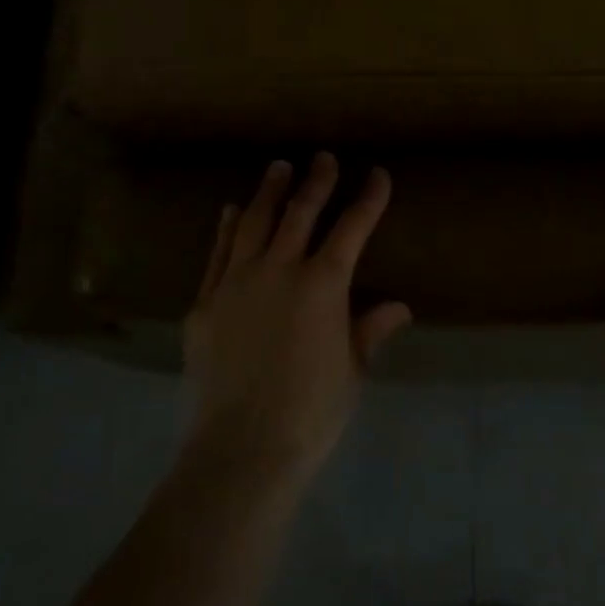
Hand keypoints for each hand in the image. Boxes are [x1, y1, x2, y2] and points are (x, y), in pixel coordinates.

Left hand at [180, 153, 410, 485]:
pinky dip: (228, 228)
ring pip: (256, 222)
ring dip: (270, 192)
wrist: (241, 447)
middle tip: (323, 157)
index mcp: (323, 285)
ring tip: (279, 167)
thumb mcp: (351, 371)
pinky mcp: (205, 302)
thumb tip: (399, 307)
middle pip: (301, 212)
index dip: (368, 199)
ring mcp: (236, 281)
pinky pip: (219, 253)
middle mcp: (279, 269)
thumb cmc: (310, 413)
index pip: (352, 228)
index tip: (378, 174)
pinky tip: (233, 210)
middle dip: (317, 181)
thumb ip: (370, 330)